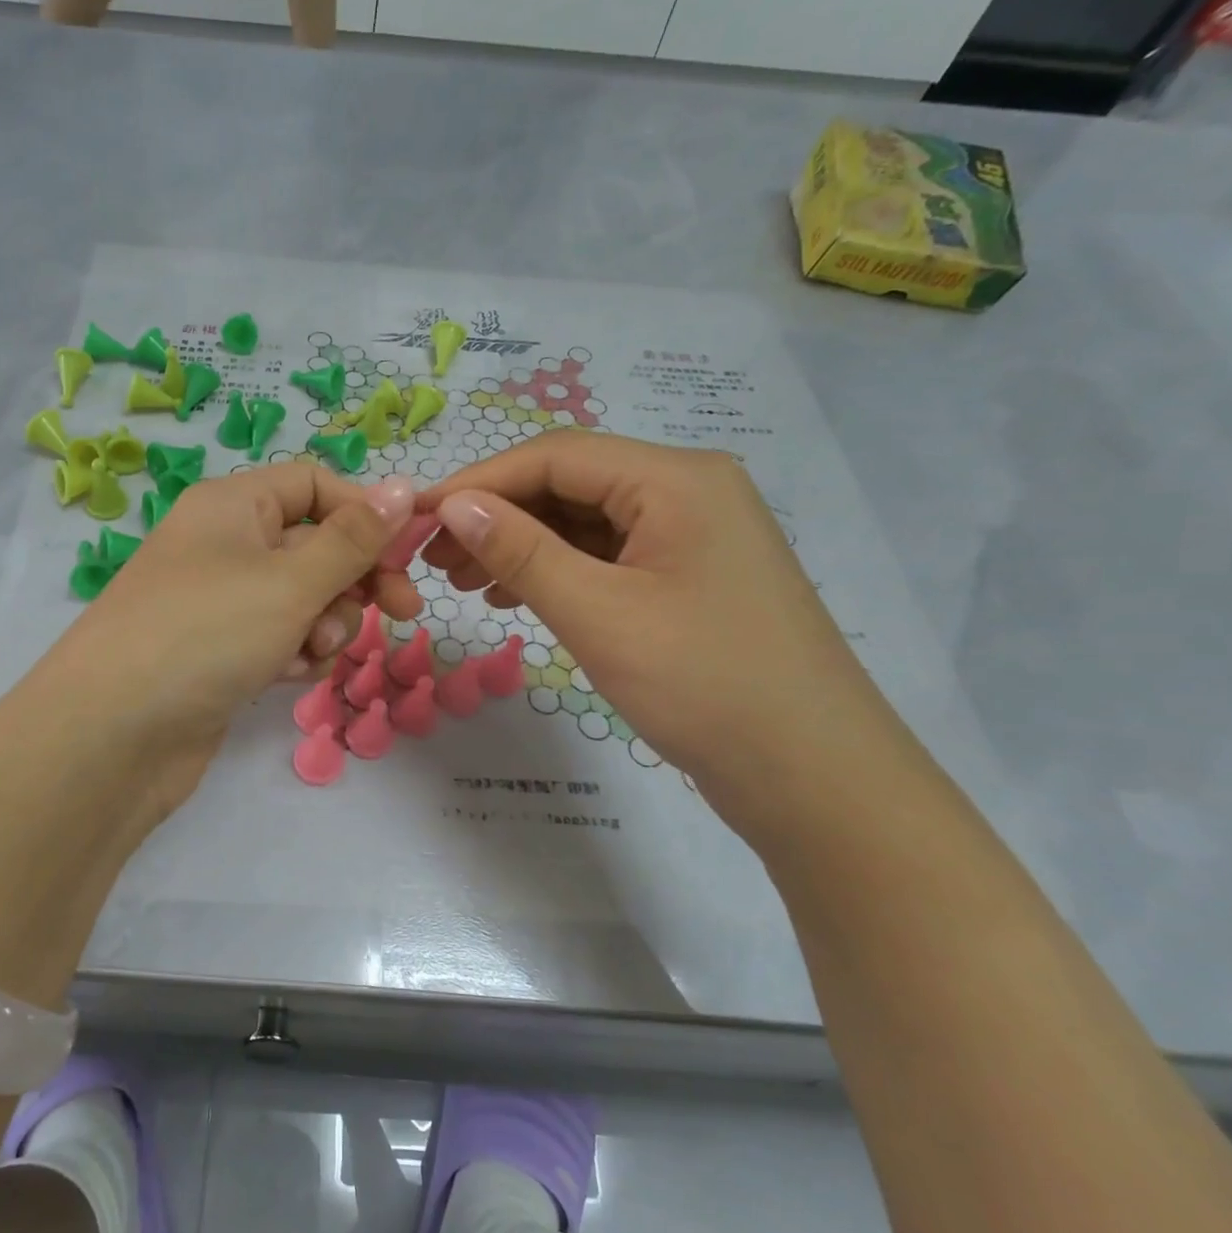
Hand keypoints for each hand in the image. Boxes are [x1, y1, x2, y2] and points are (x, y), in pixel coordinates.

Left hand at [35, 465, 420, 821]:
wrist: (112, 735)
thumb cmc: (206, 634)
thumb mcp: (290, 581)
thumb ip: (354, 539)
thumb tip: (403, 487)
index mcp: (232, 505)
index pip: (315, 485)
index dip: (365, 514)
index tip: (409, 554)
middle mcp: (224, 545)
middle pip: (314, 544)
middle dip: (354, 579)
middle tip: (399, 613)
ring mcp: (220, 602)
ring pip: (302, 598)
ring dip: (325, 623)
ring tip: (310, 650)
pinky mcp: (220, 652)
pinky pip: (279, 637)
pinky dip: (294, 652)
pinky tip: (287, 675)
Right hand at [418, 431, 913, 822]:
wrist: (813, 776)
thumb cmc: (704, 684)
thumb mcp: (598, 613)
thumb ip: (521, 551)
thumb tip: (455, 505)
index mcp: (675, 479)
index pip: (555, 456)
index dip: (479, 481)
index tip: (418, 517)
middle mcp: (687, 491)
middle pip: (569, 483)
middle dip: (496, 516)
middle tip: (434, 560)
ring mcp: (691, 536)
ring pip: (585, 522)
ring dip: (520, 545)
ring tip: (463, 583)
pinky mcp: (688, 578)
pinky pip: (606, 556)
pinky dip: (555, 570)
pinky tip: (514, 596)